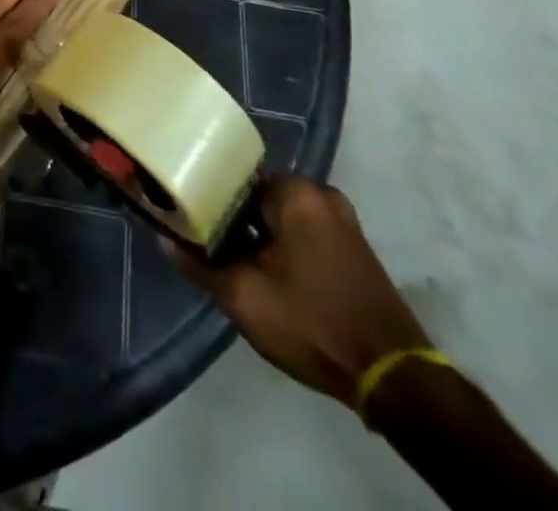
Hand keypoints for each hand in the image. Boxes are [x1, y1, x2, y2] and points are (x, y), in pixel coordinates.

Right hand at [173, 177, 428, 407]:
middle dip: (233, 221)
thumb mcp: (244, 297)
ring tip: (232, 262)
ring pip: (281, 219)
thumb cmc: (312, 323)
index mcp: (296, 191)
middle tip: (208, 247)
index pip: (234, 180)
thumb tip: (165, 239)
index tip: (190, 221)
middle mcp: (321, 194)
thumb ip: (200, 265)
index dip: (207, 200)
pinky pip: (303, 234)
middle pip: (258, 198)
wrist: (391, 377)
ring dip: (258, 237)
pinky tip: (267, 274)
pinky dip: (282, 248)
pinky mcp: (354, 248)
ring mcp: (343, 221)